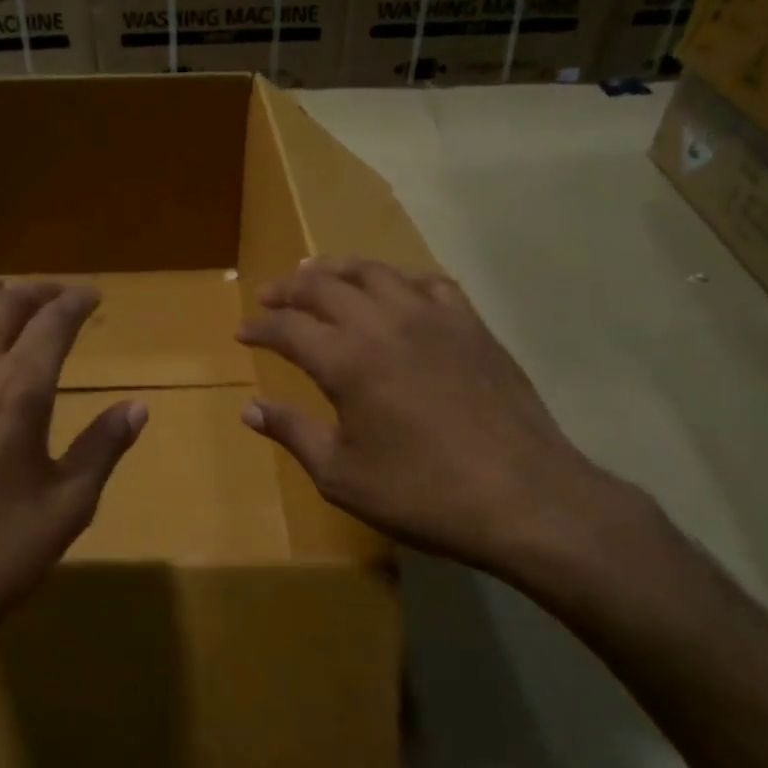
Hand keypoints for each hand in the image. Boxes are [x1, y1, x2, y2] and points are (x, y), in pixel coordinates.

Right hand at [237, 258, 624, 581]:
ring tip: (317, 272)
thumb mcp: (341, 475)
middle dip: (290, 289)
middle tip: (270, 295)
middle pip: (326, 286)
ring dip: (339, 269)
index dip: (261, 328)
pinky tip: (394, 289)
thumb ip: (293, 433)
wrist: (524, 498)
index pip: (289, 328)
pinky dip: (399, 278)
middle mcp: (386, 324)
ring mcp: (434, 318)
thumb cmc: (422, 493)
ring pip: (376, 272)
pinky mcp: (472, 326)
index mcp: (348, 361)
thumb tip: (250, 409)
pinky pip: (429, 282)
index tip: (243, 333)